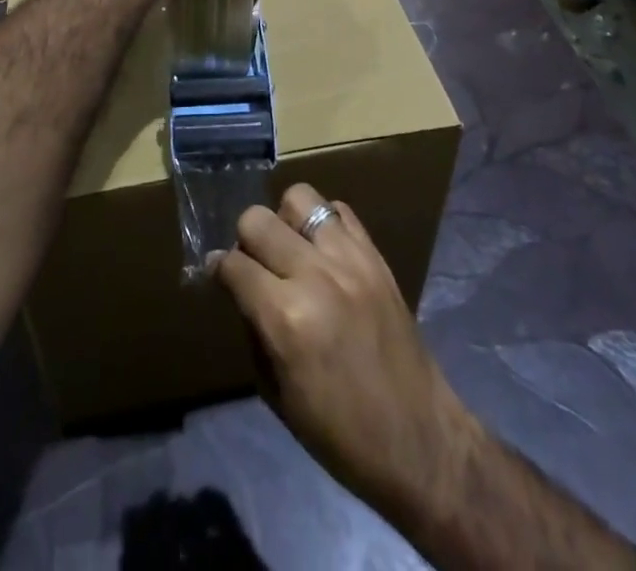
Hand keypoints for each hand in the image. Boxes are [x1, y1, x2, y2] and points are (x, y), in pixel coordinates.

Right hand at [210, 184, 479, 523]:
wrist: (417, 438)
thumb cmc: (338, 431)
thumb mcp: (276, 393)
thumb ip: (253, 327)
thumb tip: (239, 287)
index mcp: (285, 318)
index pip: (233, 265)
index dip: (219, 269)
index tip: (218, 274)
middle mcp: (314, 275)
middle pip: (258, 220)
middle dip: (245, 240)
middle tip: (253, 263)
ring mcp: (349, 259)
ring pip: (299, 198)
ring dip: (284, 221)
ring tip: (290, 248)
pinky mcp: (375, 255)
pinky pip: (339, 210)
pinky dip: (323, 222)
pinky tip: (322, 249)